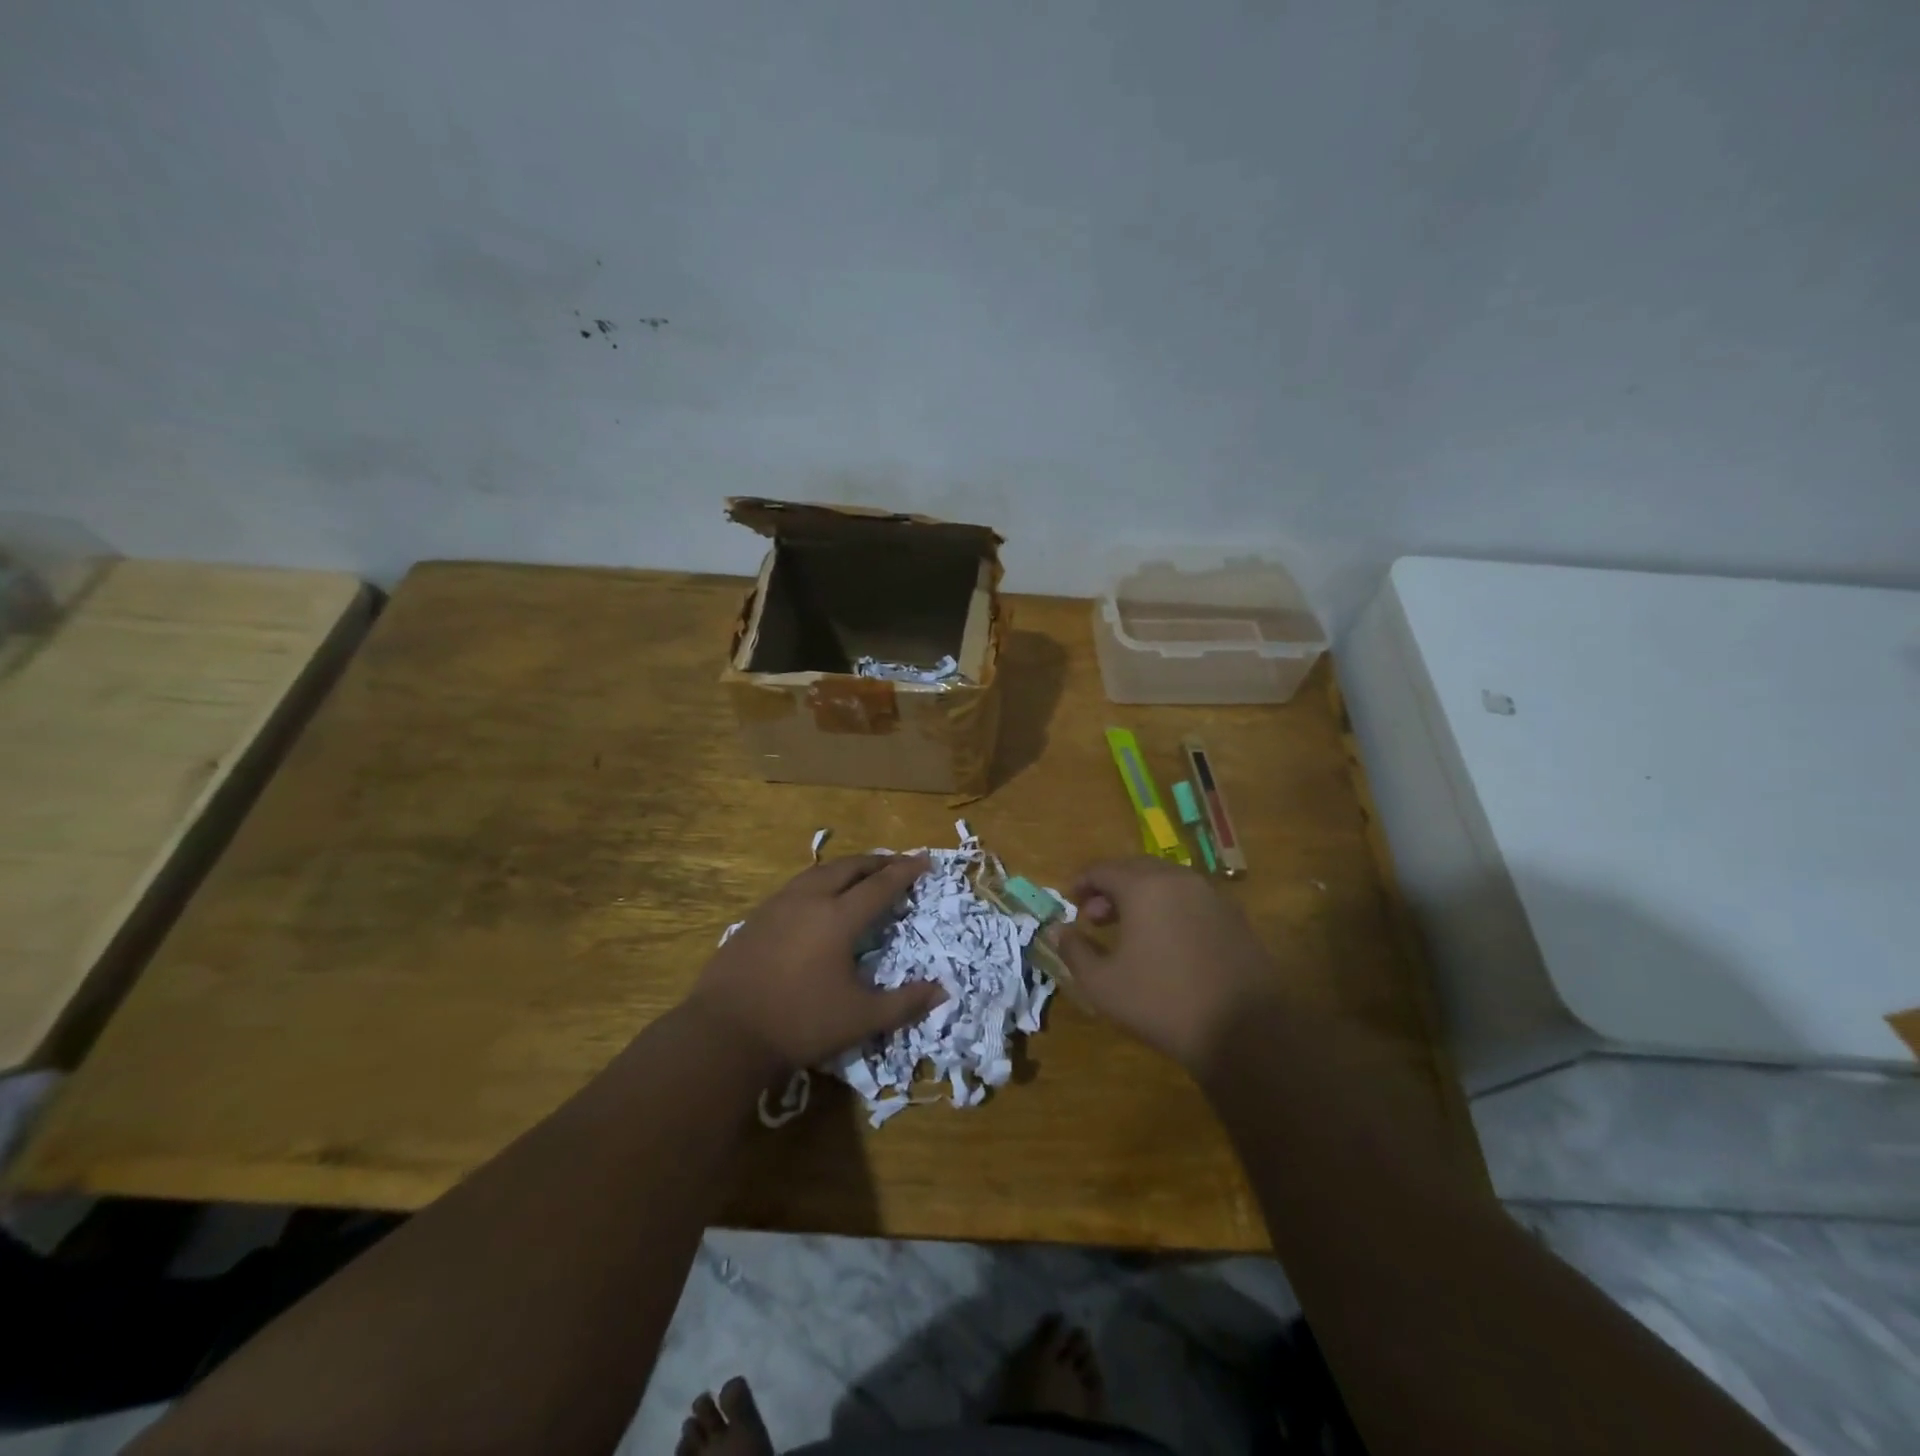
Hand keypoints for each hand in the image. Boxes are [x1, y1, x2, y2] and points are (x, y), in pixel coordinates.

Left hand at [686, 854, 944, 1071]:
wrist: (724, 1032)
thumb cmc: (799, 1023)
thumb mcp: (860, 1019)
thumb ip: (904, 1003)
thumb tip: (942, 991)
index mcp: (838, 918)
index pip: (880, 885)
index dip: (906, 872)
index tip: (925, 861)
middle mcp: (810, 900)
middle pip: (849, 868)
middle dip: (877, 862)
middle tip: (897, 863)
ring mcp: (778, 905)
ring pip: (819, 871)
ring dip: (846, 868)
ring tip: (860, 873)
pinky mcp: (756, 917)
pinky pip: (797, 886)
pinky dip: (820, 881)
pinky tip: (817, 898)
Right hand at [1049, 857, 1282, 1074]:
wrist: (1244, 1032)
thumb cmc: (1162, 1002)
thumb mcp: (1103, 984)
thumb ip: (1074, 950)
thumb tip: (1057, 930)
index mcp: (1144, 886)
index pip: (1102, 869)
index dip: (1081, 883)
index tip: (1069, 902)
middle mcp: (1178, 878)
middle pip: (1135, 868)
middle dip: (1110, 888)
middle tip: (1094, 918)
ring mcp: (1211, 895)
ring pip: (1165, 881)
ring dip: (1140, 896)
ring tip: (1127, 930)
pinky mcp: (1233, 916)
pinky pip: (1190, 898)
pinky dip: (1168, 907)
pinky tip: (1164, 941)